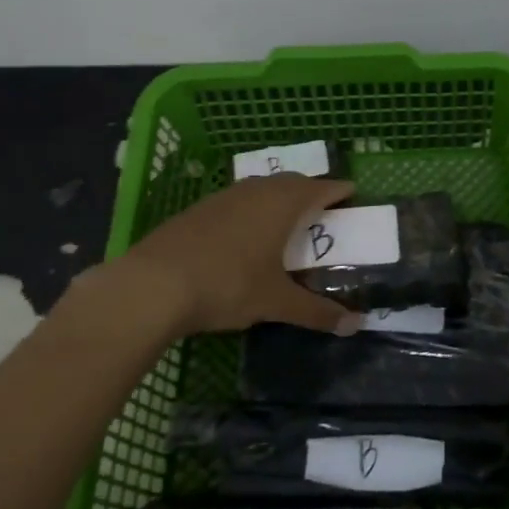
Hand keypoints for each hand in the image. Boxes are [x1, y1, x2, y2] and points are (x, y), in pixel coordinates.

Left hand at [114, 174, 364, 335]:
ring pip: (262, 189)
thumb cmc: (227, 285)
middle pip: (293, 183)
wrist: (152, 284)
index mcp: (283, 204)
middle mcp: (257, 190)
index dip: (340, 191)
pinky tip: (245, 236)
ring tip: (287, 224)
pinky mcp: (199, 209)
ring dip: (280, 200)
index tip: (354, 196)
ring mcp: (225, 196)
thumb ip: (316, 312)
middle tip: (324, 214)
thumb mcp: (275, 303)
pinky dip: (252, 210)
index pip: (322, 188)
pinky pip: (238, 200)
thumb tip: (356, 325)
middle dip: (311, 193)